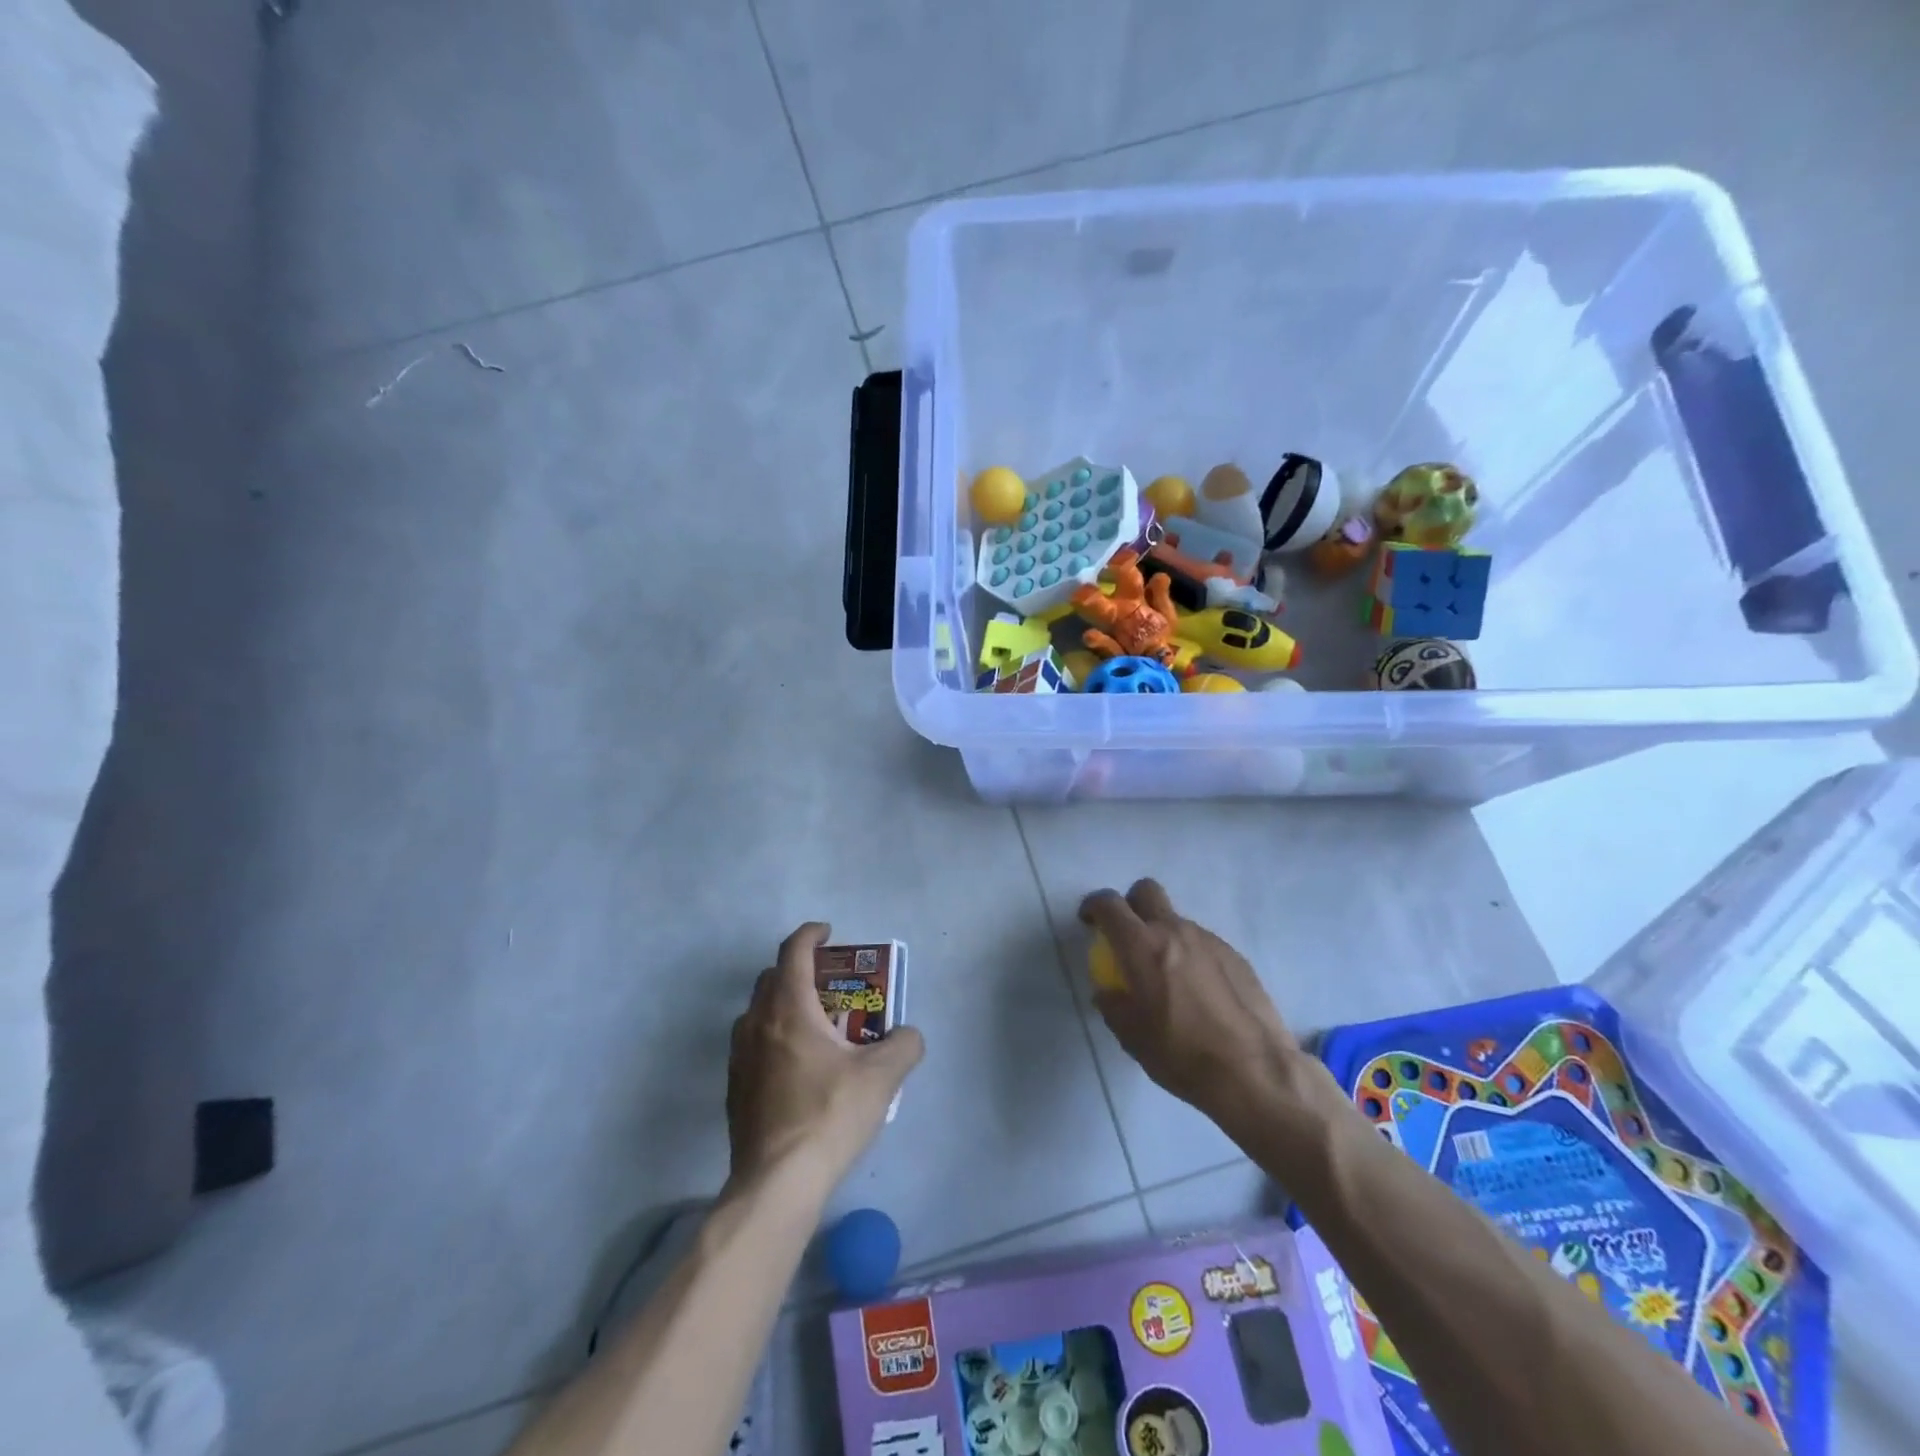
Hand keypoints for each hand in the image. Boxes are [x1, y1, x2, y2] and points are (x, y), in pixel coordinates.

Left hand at [726, 923, 923, 1198]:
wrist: (777, 1182)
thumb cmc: (829, 1115)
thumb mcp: (882, 1077)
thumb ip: (904, 1045)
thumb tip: (908, 1035)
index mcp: (789, 1008)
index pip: (793, 951)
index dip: (811, 934)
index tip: (829, 932)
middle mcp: (757, 1023)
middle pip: (772, 978)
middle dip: (800, 970)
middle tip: (831, 985)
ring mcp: (739, 1057)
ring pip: (759, 1013)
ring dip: (784, 1006)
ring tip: (817, 1028)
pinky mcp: (734, 1089)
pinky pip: (753, 1046)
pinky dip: (774, 1039)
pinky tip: (798, 1069)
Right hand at [1080, 880, 1337, 1148]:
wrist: (1255, 1072)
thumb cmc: (1181, 1054)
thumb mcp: (1131, 1037)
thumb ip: (1113, 1005)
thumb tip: (1108, 991)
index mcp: (1142, 946)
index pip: (1109, 905)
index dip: (1094, 906)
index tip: (1089, 921)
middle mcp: (1175, 931)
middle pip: (1147, 891)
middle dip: (1131, 904)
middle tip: (1127, 936)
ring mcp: (1209, 940)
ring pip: (1177, 921)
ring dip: (1164, 936)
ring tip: (1168, 977)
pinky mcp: (1235, 956)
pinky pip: (1203, 944)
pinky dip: (1192, 956)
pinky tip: (1200, 993)